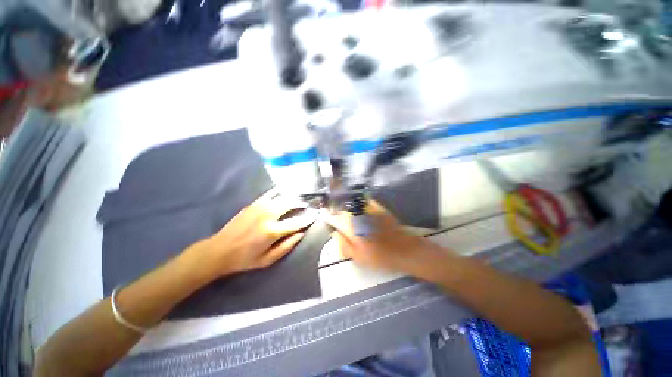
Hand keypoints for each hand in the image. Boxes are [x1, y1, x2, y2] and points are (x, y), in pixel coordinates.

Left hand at [188, 189, 316, 277]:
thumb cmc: (244, 259)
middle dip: (301, 203)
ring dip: (292, 197)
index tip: (315, 215)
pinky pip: (270, 195)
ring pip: (281, 197)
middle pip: (290, 203)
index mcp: (272, 231)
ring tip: (298, 200)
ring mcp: (259, 207)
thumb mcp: (267, 260)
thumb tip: (301, 234)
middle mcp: (267, 215)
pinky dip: (279, 193)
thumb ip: (286, 247)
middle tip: (307, 205)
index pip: (296, 222)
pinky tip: (284, 194)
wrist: (218, 251)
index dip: (308, 219)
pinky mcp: (252, 204)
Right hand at [324, 200, 449, 276]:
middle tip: (330, 209)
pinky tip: (355, 204)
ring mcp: (368, 209)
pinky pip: (363, 201)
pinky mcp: (377, 207)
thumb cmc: (380, 256)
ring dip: (343, 203)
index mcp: (350, 227)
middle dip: (334, 208)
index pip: (334, 218)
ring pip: (351, 203)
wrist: (404, 249)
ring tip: (340, 205)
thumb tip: (335, 233)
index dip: (326, 215)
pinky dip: (356, 201)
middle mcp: (357, 214)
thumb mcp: (358, 257)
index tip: (322, 213)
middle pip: (341, 208)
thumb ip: (343, 244)